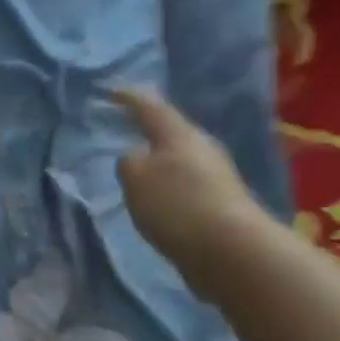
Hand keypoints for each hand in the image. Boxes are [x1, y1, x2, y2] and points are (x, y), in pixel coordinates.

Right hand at [113, 87, 266, 295]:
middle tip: (126, 134)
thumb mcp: (136, 179)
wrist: (228, 249)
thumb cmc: (176, 205)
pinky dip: (170, 190)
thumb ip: (128, 163)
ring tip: (139, 175)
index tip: (110, 91)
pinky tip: (160, 204)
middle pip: (171, 133)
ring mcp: (216, 177)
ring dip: (160, 166)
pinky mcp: (221, 205)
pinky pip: (187, 188)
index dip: (128, 98)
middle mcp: (202, 148)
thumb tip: (135, 159)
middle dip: (149, 133)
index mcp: (178, 134)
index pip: (150, 107)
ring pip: (181, 162)